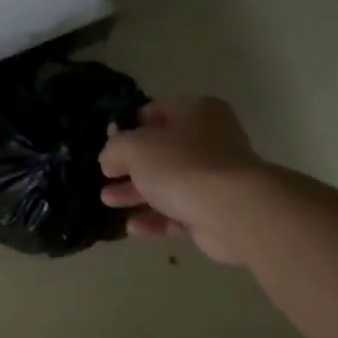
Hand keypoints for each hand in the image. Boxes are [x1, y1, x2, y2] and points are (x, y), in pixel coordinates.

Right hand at [99, 97, 261, 263]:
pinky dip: (155, 217)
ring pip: (167, 182)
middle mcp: (209, 139)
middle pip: (160, 150)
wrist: (232, 210)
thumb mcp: (133, 147)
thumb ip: (114, 148)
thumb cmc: (181, 165)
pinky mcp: (215, 208)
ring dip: (136, 192)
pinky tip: (133, 226)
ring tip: (107, 201)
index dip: (127, 127)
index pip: (154, 111)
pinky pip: (178, 210)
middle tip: (105, 175)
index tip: (106, 144)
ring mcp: (214, 175)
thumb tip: (110, 160)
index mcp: (195, 111)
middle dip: (129, 165)